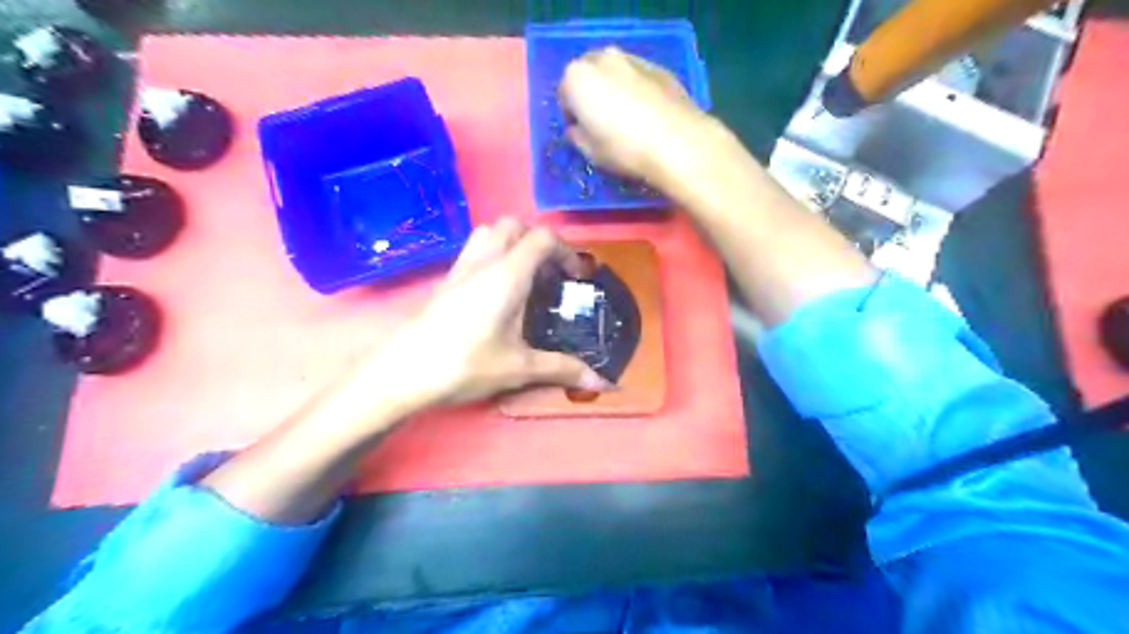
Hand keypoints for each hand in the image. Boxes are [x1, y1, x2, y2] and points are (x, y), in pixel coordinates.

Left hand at [373, 217, 614, 406]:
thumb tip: (604, 385)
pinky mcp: (446, 280)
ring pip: (489, 232)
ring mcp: (461, 268)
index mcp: (507, 275)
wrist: (405, 373)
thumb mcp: (520, 368)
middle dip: (538, 241)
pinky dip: (492, 256)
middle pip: (514, 225)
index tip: (576, 278)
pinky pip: (474, 250)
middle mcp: (484, 261)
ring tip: (524, 276)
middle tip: (549, 274)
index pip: (542, 238)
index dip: (566, 251)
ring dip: (512, 243)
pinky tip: (496, 292)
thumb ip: (563, 369)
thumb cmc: (466, 365)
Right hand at [556, 48, 707, 185]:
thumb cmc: (624, 149)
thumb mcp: (590, 152)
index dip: (572, 115)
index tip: (582, 132)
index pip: (564, 94)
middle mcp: (603, 59)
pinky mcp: (660, 68)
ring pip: (615, 72)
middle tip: (602, 122)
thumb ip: (577, 136)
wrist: (677, 143)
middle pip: (588, 74)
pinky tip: (648, 114)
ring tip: (626, 117)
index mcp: (577, 77)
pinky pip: (638, 77)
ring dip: (614, 88)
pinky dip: (637, 89)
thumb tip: (578, 128)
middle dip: (591, 94)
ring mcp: (633, 59)